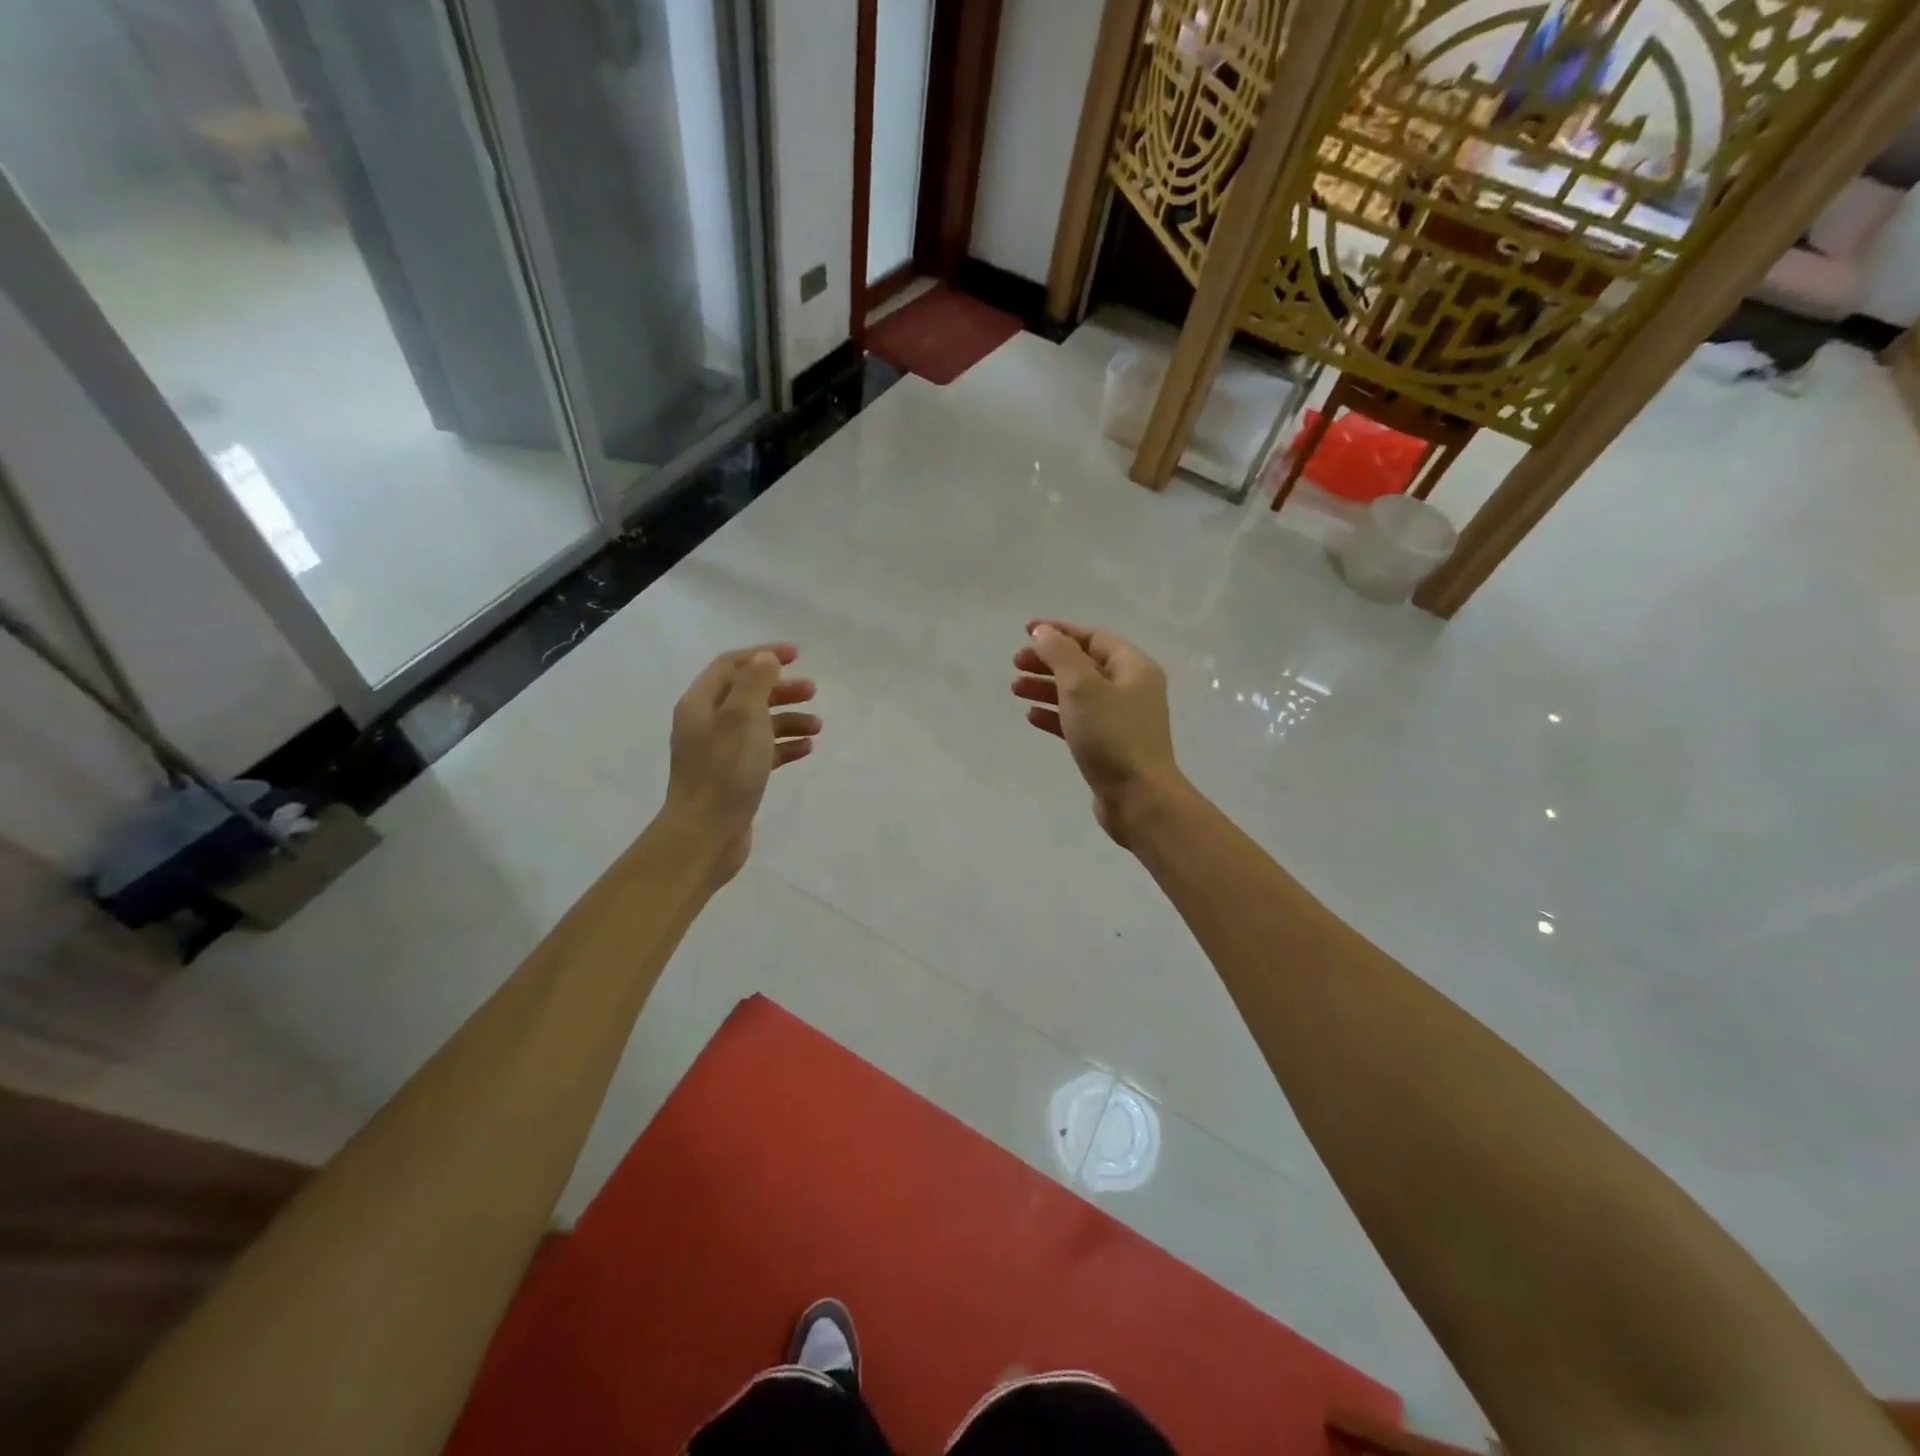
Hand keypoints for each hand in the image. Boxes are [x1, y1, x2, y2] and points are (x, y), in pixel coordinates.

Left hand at [661, 643, 819, 882]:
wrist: (705, 834)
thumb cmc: (724, 771)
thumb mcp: (743, 718)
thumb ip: (755, 683)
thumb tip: (765, 659)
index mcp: (701, 704)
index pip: (731, 665)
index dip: (763, 655)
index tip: (797, 655)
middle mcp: (706, 723)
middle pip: (747, 693)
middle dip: (781, 689)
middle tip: (813, 691)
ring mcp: (719, 752)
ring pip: (758, 724)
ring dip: (788, 719)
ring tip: (818, 726)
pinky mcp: (733, 776)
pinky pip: (762, 751)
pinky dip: (785, 745)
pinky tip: (807, 749)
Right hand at [1012, 620, 1184, 845]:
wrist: (1138, 797)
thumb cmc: (1111, 735)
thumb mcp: (1082, 686)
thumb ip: (1060, 654)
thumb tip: (1044, 633)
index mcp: (1133, 667)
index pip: (1093, 637)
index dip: (1059, 631)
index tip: (1026, 631)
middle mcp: (1131, 689)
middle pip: (1084, 664)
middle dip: (1048, 661)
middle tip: (1016, 664)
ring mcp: (1121, 719)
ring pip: (1078, 694)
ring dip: (1047, 687)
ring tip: (1015, 689)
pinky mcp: (1109, 746)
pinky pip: (1078, 721)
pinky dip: (1055, 715)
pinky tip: (1031, 716)